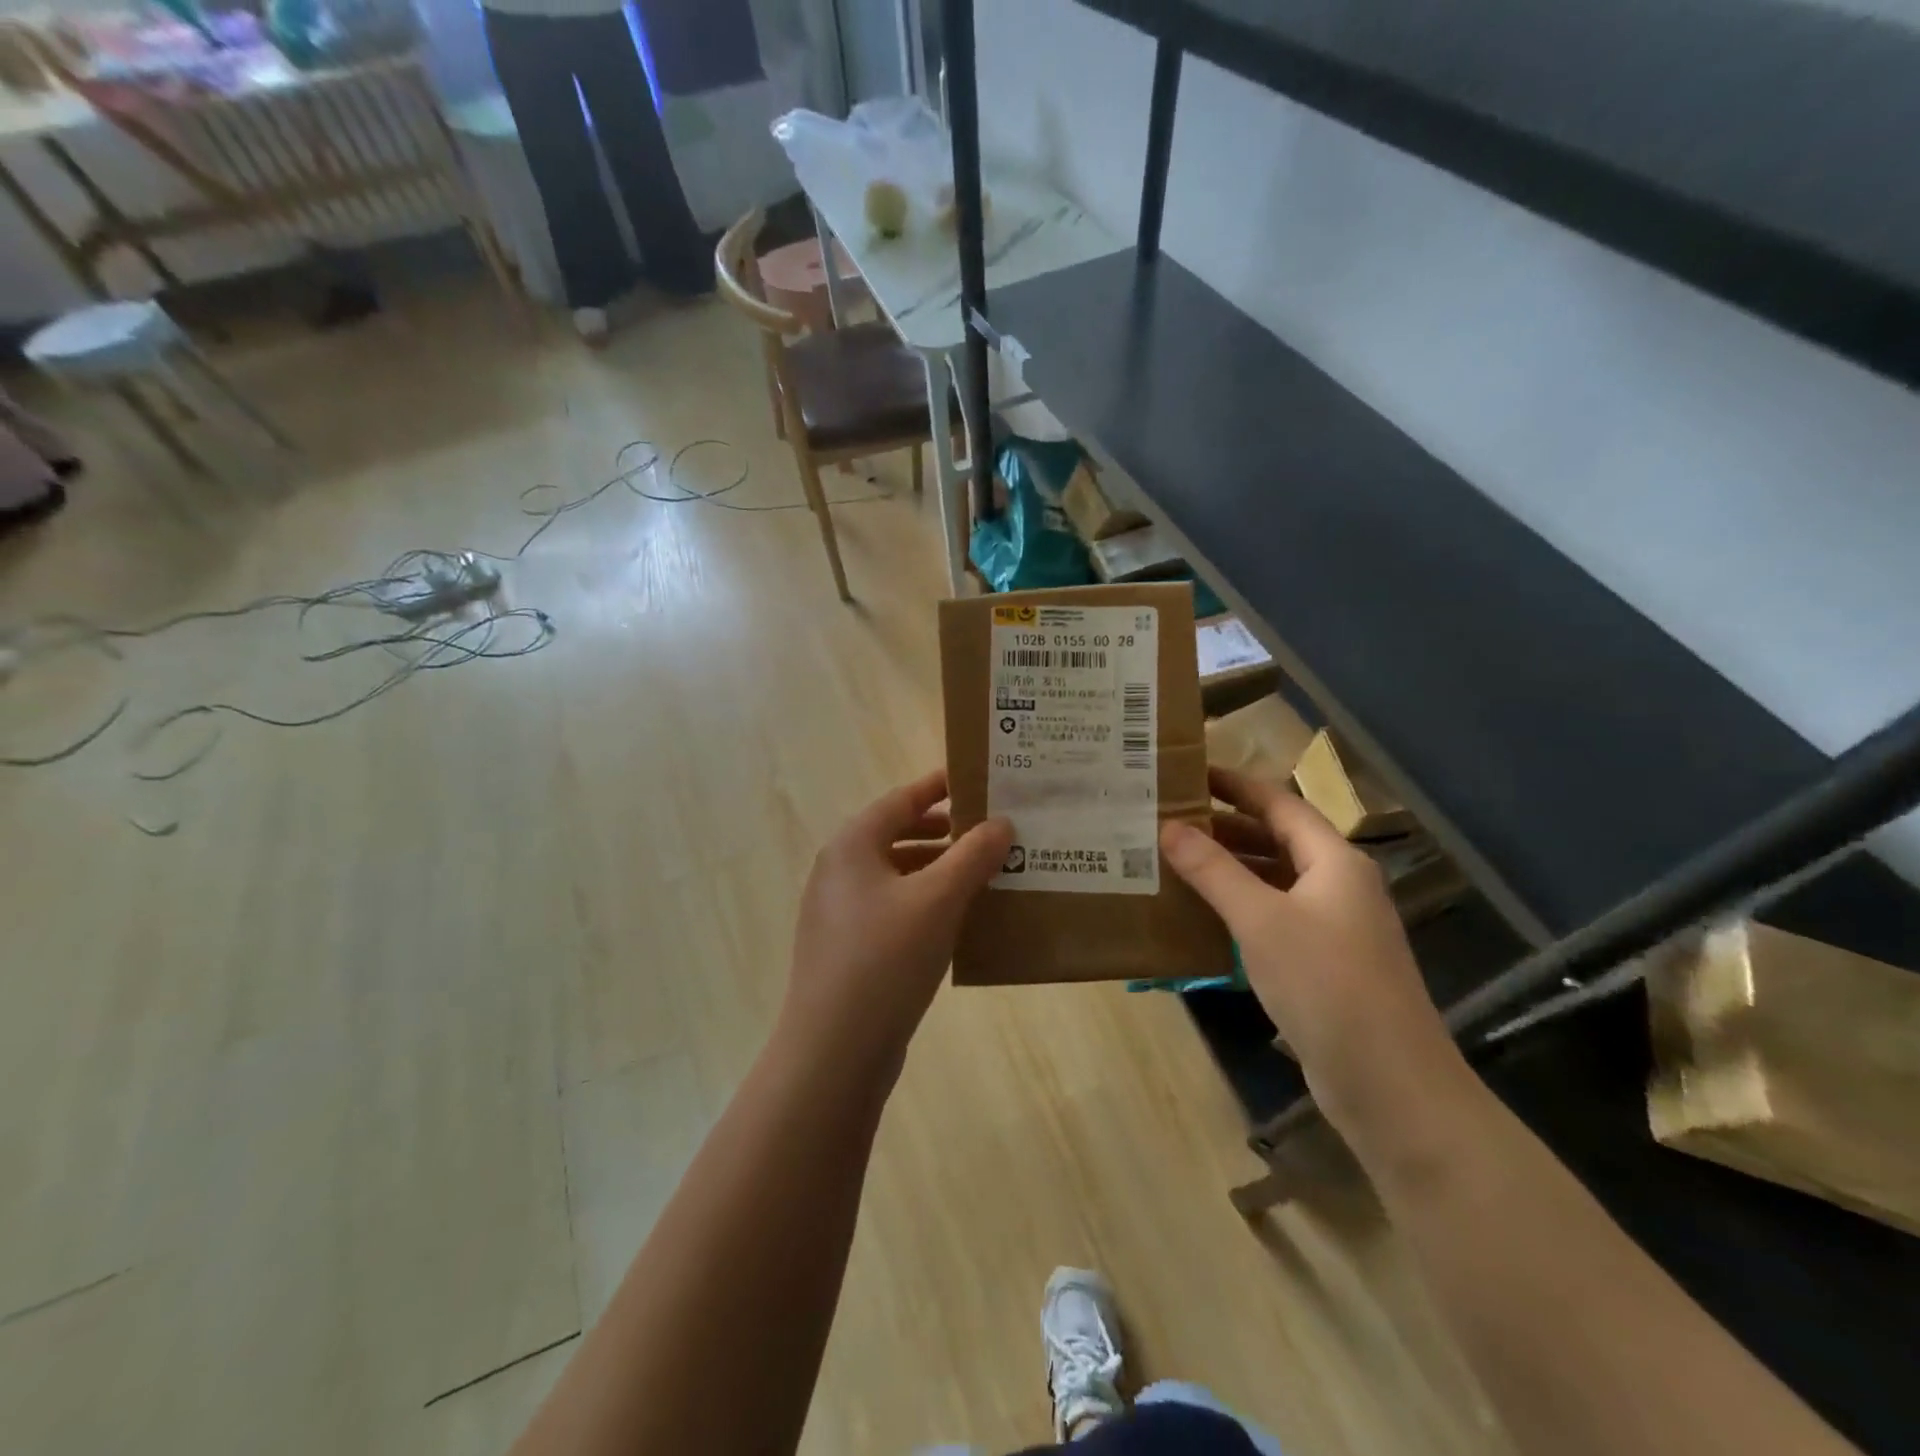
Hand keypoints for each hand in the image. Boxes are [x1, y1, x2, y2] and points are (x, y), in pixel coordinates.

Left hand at [778, 769, 1012, 1083]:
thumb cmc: (886, 958)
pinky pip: (892, 908)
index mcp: (852, 846)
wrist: (834, 1050)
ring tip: (984, 875)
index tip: (978, 781)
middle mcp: (839, 871)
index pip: (901, 799)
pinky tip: (957, 919)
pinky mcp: (847, 948)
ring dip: (938, 870)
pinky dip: (924, 902)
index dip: (939, 787)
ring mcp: (839, 912)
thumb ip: (972, 855)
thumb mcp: (938, 899)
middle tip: (991, 831)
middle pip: (897, 835)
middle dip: (944, 832)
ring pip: (897, 875)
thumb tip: (1001, 823)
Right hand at [1161, 767, 1461, 1135]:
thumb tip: (1169, 827)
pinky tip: (1202, 916)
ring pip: (1274, 880)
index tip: (1190, 773)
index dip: (1235, 785)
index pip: (1279, 803)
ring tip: (1174, 861)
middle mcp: (1338, 885)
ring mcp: (1334, 927)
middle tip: (1169, 819)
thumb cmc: (1327, 986)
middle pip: (1276, 839)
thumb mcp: (1261, 921)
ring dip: (1229, 869)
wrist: (1391, 1085)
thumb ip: (1214, 871)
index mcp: (1334, 861)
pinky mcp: (1324, 963)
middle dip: (1225, 827)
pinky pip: (1274, 917)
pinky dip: (1239, 907)